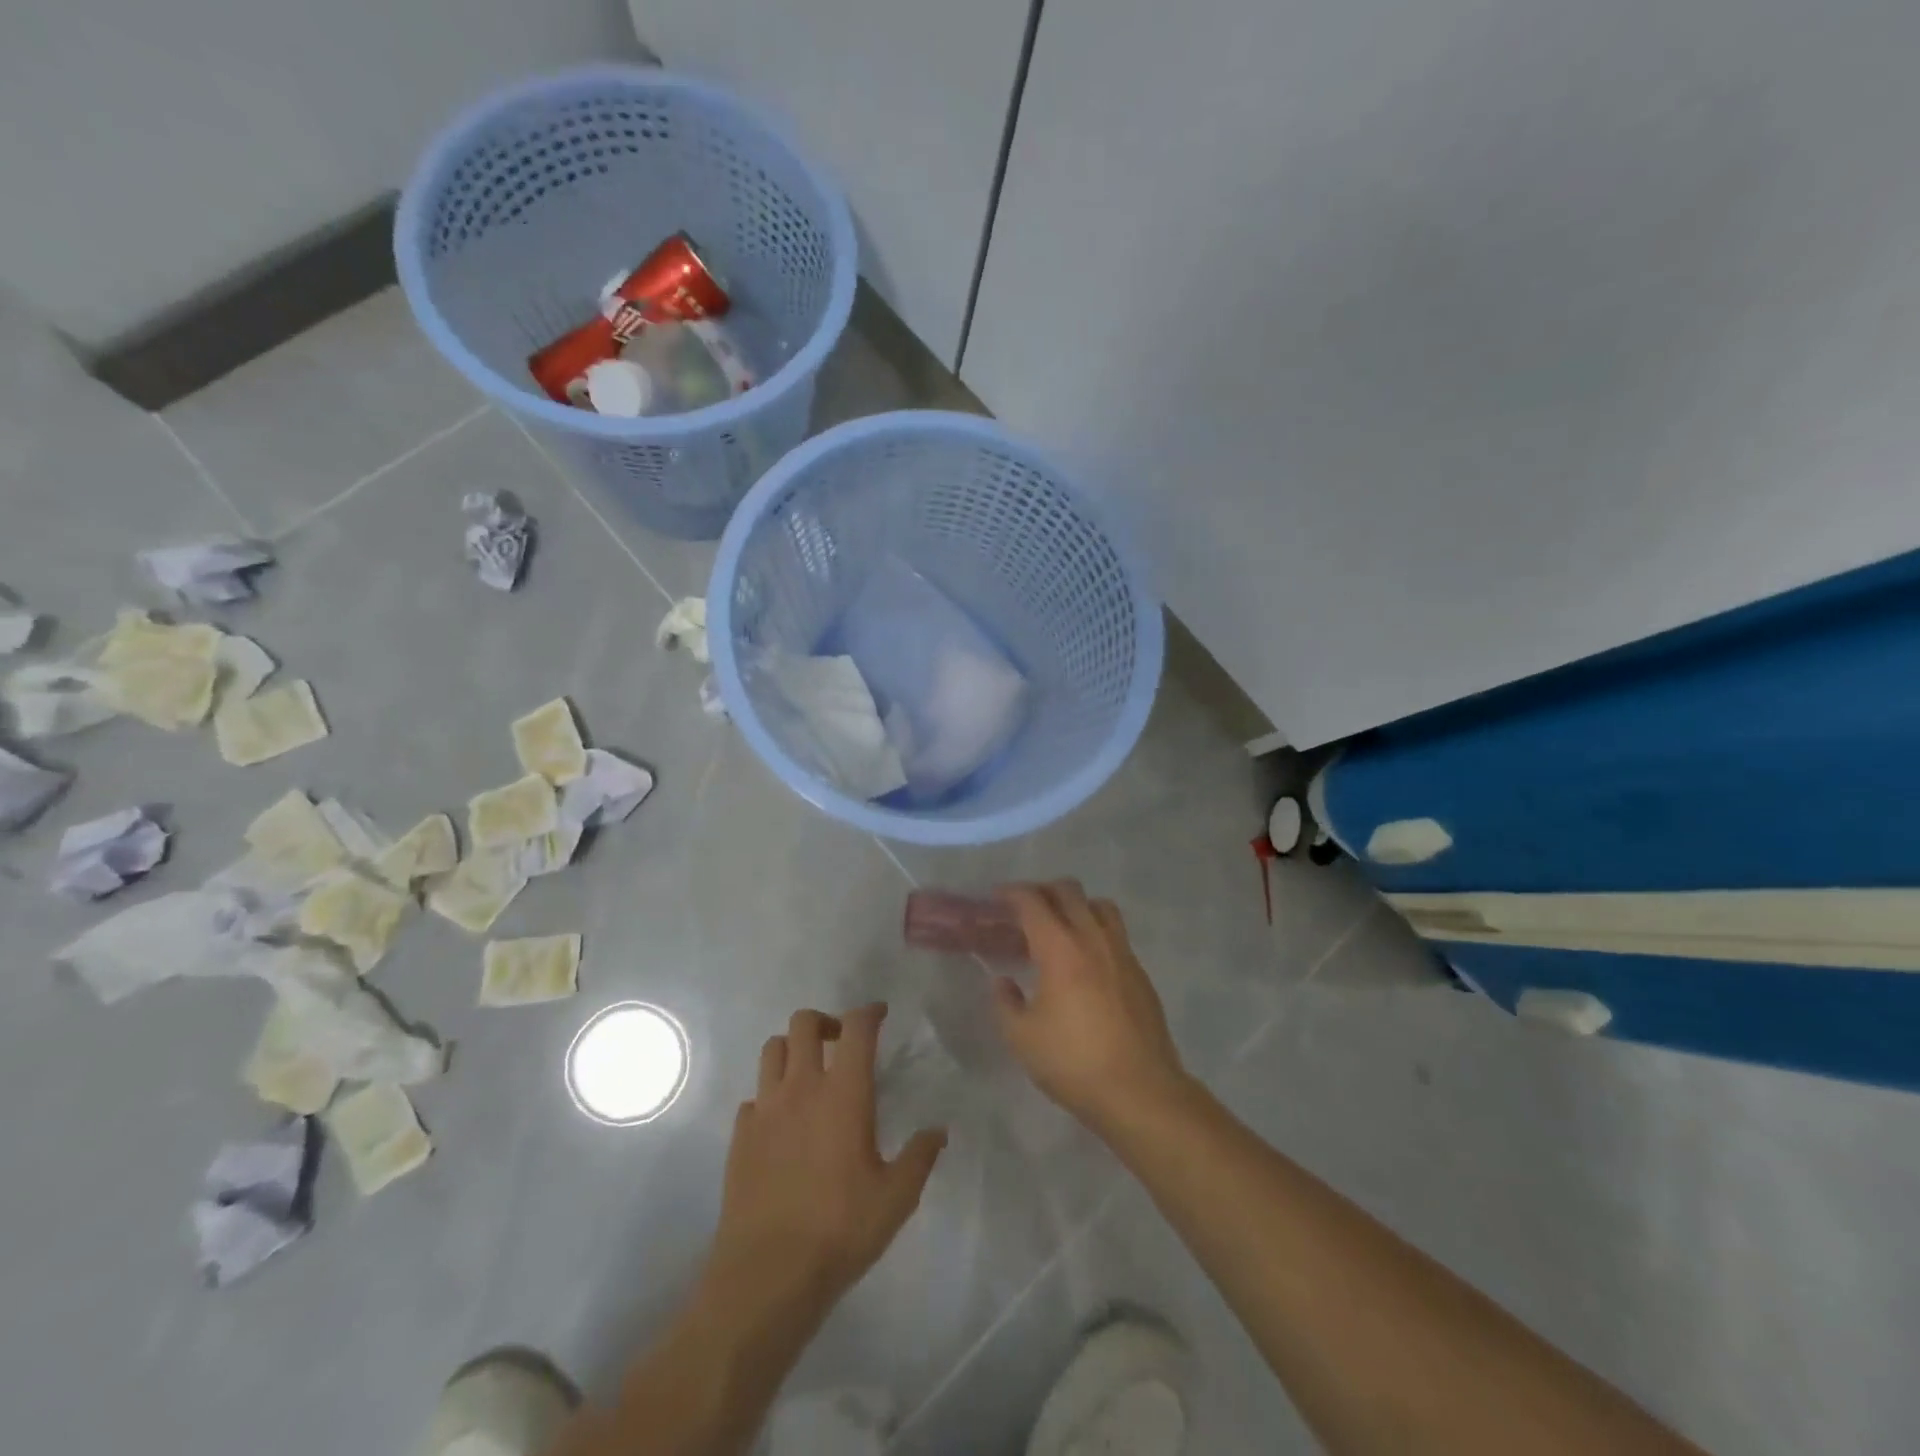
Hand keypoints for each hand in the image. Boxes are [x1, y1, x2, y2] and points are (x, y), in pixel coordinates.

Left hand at [703, 1004, 946, 1321]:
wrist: (766, 1275)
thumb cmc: (840, 1229)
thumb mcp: (896, 1198)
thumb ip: (920, 1157)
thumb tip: (938, 1131)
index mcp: (844, 1092)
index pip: (856, 1028)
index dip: (869, 1012)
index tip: (880, 1014)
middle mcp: (801, 1087)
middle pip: (804, 1022)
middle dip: (826, 1022)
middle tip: (842, 1043)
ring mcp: (765, 1109)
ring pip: (773, 1049)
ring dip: (793, 1049)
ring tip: (809, 1074)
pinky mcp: (740, 1136)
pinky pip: (753, 1096)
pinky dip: (770, 1096)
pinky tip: (781, 1123)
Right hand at [992, 882, 1191, 1135]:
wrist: (1140, 1091)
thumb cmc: (1074, 1062)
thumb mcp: (1022, 1038)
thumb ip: (1006, 1003)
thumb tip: (1003, 982)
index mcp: (1060, 948)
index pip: (1033, 902)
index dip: (1012, 893)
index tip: (997, 898)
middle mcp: (1093, 938)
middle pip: (1069, 891)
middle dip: (1043, 890)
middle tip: (1025, 909)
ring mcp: (1122, 953)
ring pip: (1100, 906)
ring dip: (1076, 905)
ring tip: (1060, 927)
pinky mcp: (1140, 973)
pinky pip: (1116, 934)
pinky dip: (1096, 931)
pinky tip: (1086, 962)